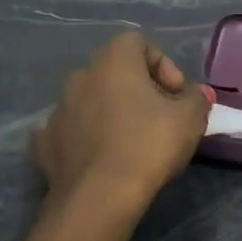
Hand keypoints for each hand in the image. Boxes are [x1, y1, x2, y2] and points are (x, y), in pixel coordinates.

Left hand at [33, 33, 209, 207]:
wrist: (99, 197)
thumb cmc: (149, 146)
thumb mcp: (191, 119)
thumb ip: (197, 98)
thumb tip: (193, 94)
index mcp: (113, 62)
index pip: (138, 42)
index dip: (164, 65)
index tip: (177, 96)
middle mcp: (80, 76)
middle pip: (114, 72)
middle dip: (138, 90)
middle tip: (160, 119)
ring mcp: (57, 109)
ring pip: (91, 101)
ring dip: (112, 113)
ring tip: (131, 142)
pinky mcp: (44, 142)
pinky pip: (71, 130)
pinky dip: (87, 138)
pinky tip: (103, 159)